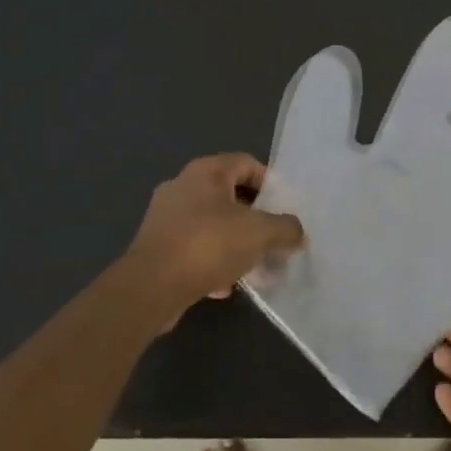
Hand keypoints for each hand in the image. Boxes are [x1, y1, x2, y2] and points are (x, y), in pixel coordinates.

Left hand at [123, 154, 305, 321]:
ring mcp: (165, 217)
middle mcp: (181, 186)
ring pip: (212, 224)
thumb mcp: (260, 233)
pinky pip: (195, 247)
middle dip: (255, 217)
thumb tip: (298, 233)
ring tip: (254, 264)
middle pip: (229, 195)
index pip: (246, 163)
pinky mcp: (157, 246)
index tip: (284, 208)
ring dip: (235, 242)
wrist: (152, 286)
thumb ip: (286, 229)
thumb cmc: (209, 245)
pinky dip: (213, 261)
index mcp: (205, 172)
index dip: (270, 182)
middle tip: (273, 237)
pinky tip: (226, 284)